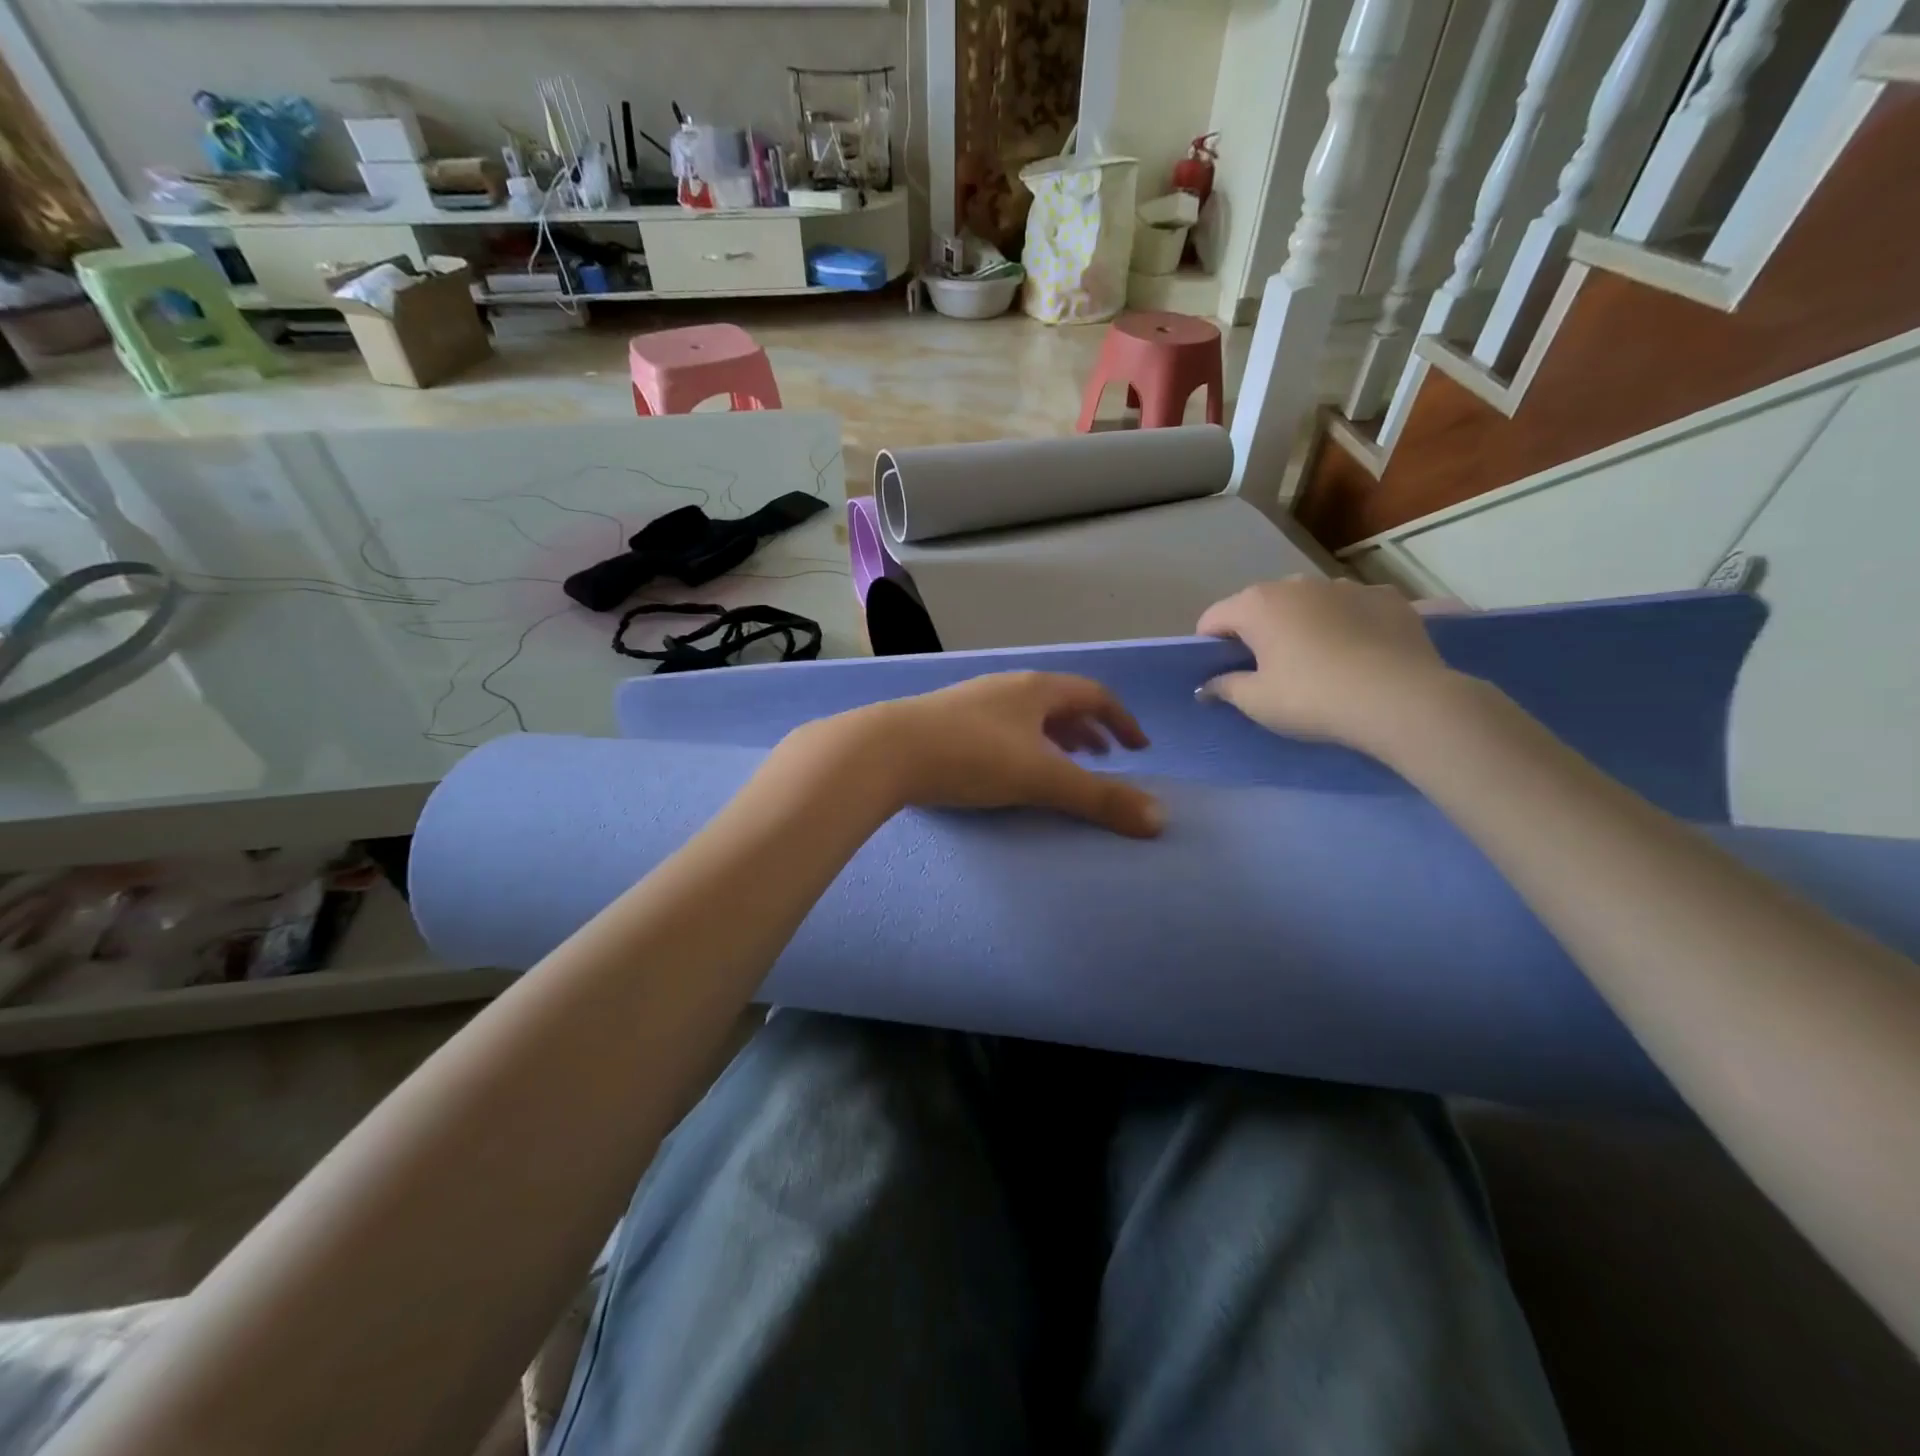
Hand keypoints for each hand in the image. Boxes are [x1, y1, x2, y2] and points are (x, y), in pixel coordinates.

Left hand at [794, 672, 1163, 838]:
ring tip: (1062, 763)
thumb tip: (1158, 821)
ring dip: (1053, 737)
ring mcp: (972, 702)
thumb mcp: (1041, 779)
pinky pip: (999, 728)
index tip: (1139, 748)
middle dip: (1087, 729)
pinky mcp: (944, 722)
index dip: (1122, 721)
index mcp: (1036, 690)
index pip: (1093, 696)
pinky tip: (1007, 769)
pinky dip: (1021, 745)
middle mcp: (1006, 688)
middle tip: (1105, 757)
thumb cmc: (972, 757)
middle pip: (1059, 702)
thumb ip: (1099, 800)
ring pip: (1026, 715)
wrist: (885, 750)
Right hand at [1195, 578, 1458, 751]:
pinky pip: (1352, 607)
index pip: (1213, 618)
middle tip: (1268, 670)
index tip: (1219, 673)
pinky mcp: (1387, 596)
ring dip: (1302, 623)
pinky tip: (1358, 653)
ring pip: (1308, 602)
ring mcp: (1345, 585)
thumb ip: (1225, 688)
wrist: (1400, 699)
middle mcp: (1297, 584)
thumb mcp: (1257, 702)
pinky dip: (1346, 623)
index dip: (1209, 646)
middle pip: (1260, 605)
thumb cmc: (1312, 698)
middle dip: (1257, 631)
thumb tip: (1206, 686)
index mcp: (1257, 605)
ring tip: (1318, 661)